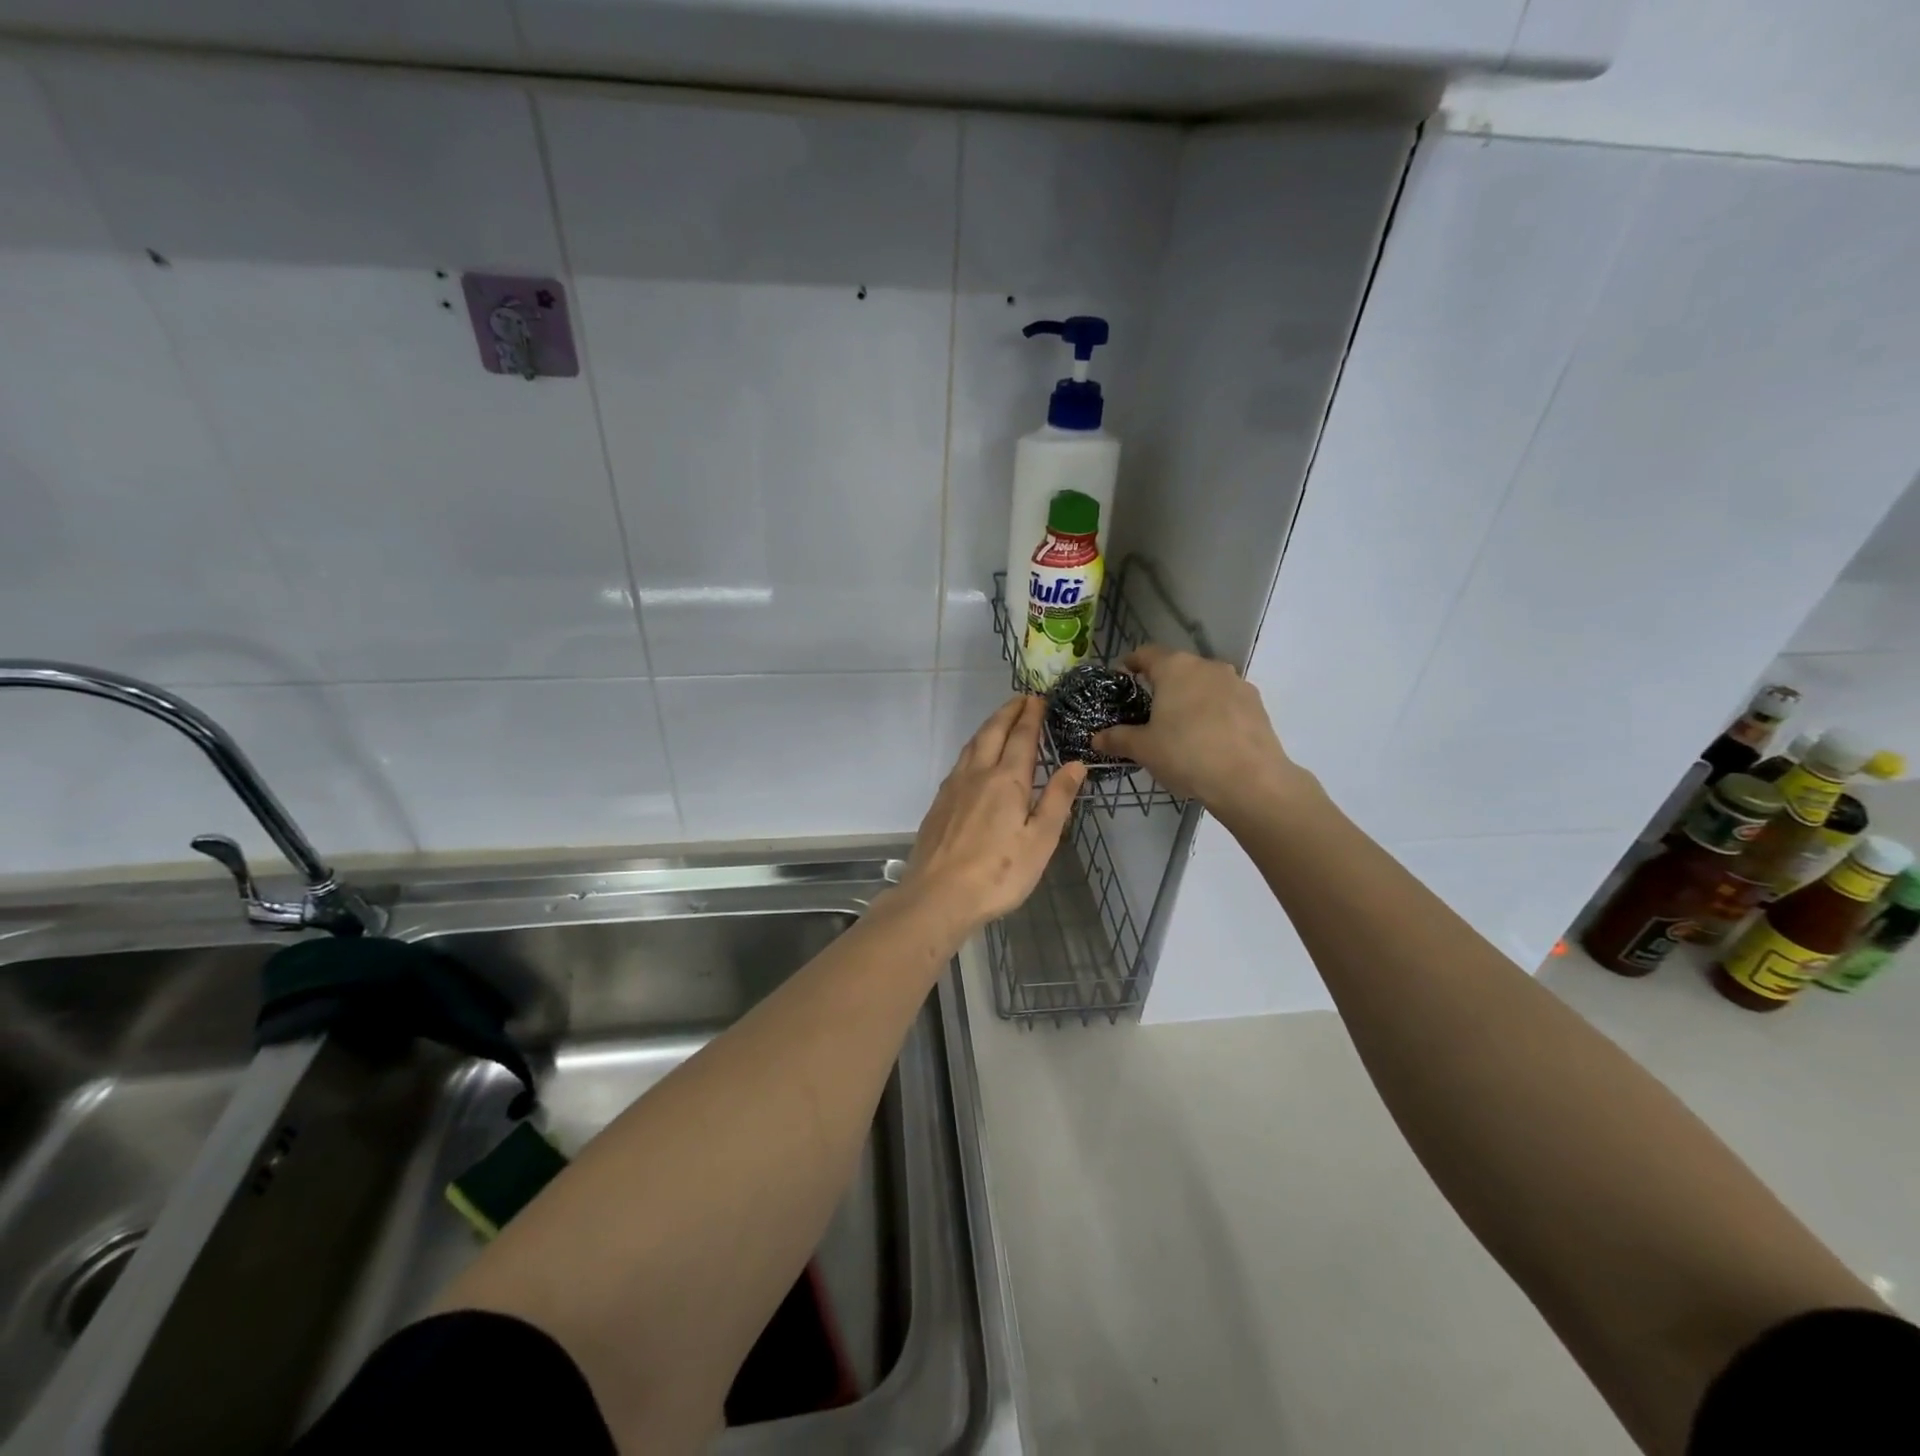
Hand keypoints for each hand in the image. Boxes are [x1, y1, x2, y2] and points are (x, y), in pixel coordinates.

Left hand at [903, 696, 1084, 935]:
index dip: (1031, 716)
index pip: (1021, 737)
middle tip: (1021, 699)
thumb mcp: (1040, 840)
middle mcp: (978, 774)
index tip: (1039, 699)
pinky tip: (974, 758)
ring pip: (972, 744)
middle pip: (993, 732)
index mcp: (1007, 780)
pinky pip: (960, 762)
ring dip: (989, 726)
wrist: (939, 895)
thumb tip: (1075, 764)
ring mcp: (954, 787)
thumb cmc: (999, 873)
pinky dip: (973, 747)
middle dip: (1008, 712)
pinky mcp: (939, 803)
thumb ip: (1057, 799)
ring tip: (1000, 720)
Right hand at [1091, 645, 1308, 810]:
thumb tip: (1096, 738)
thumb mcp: (1143, 749)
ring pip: (1204, 684)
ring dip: (1191, 697)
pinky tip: (1209, 738)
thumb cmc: (1186, 755)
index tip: (1123, 677)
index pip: (1146, 653)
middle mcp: (1207, 666)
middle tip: (1149, 709)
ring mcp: (1236, 683)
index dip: (1131, 663)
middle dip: (1162, 684)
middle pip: (1178, 667)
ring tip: (1181, 726)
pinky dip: (1214, 712)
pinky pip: (1226, 701)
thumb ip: (1117, 738)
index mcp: (1175, 668)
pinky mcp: (1256, 704)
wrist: (1250, 780)